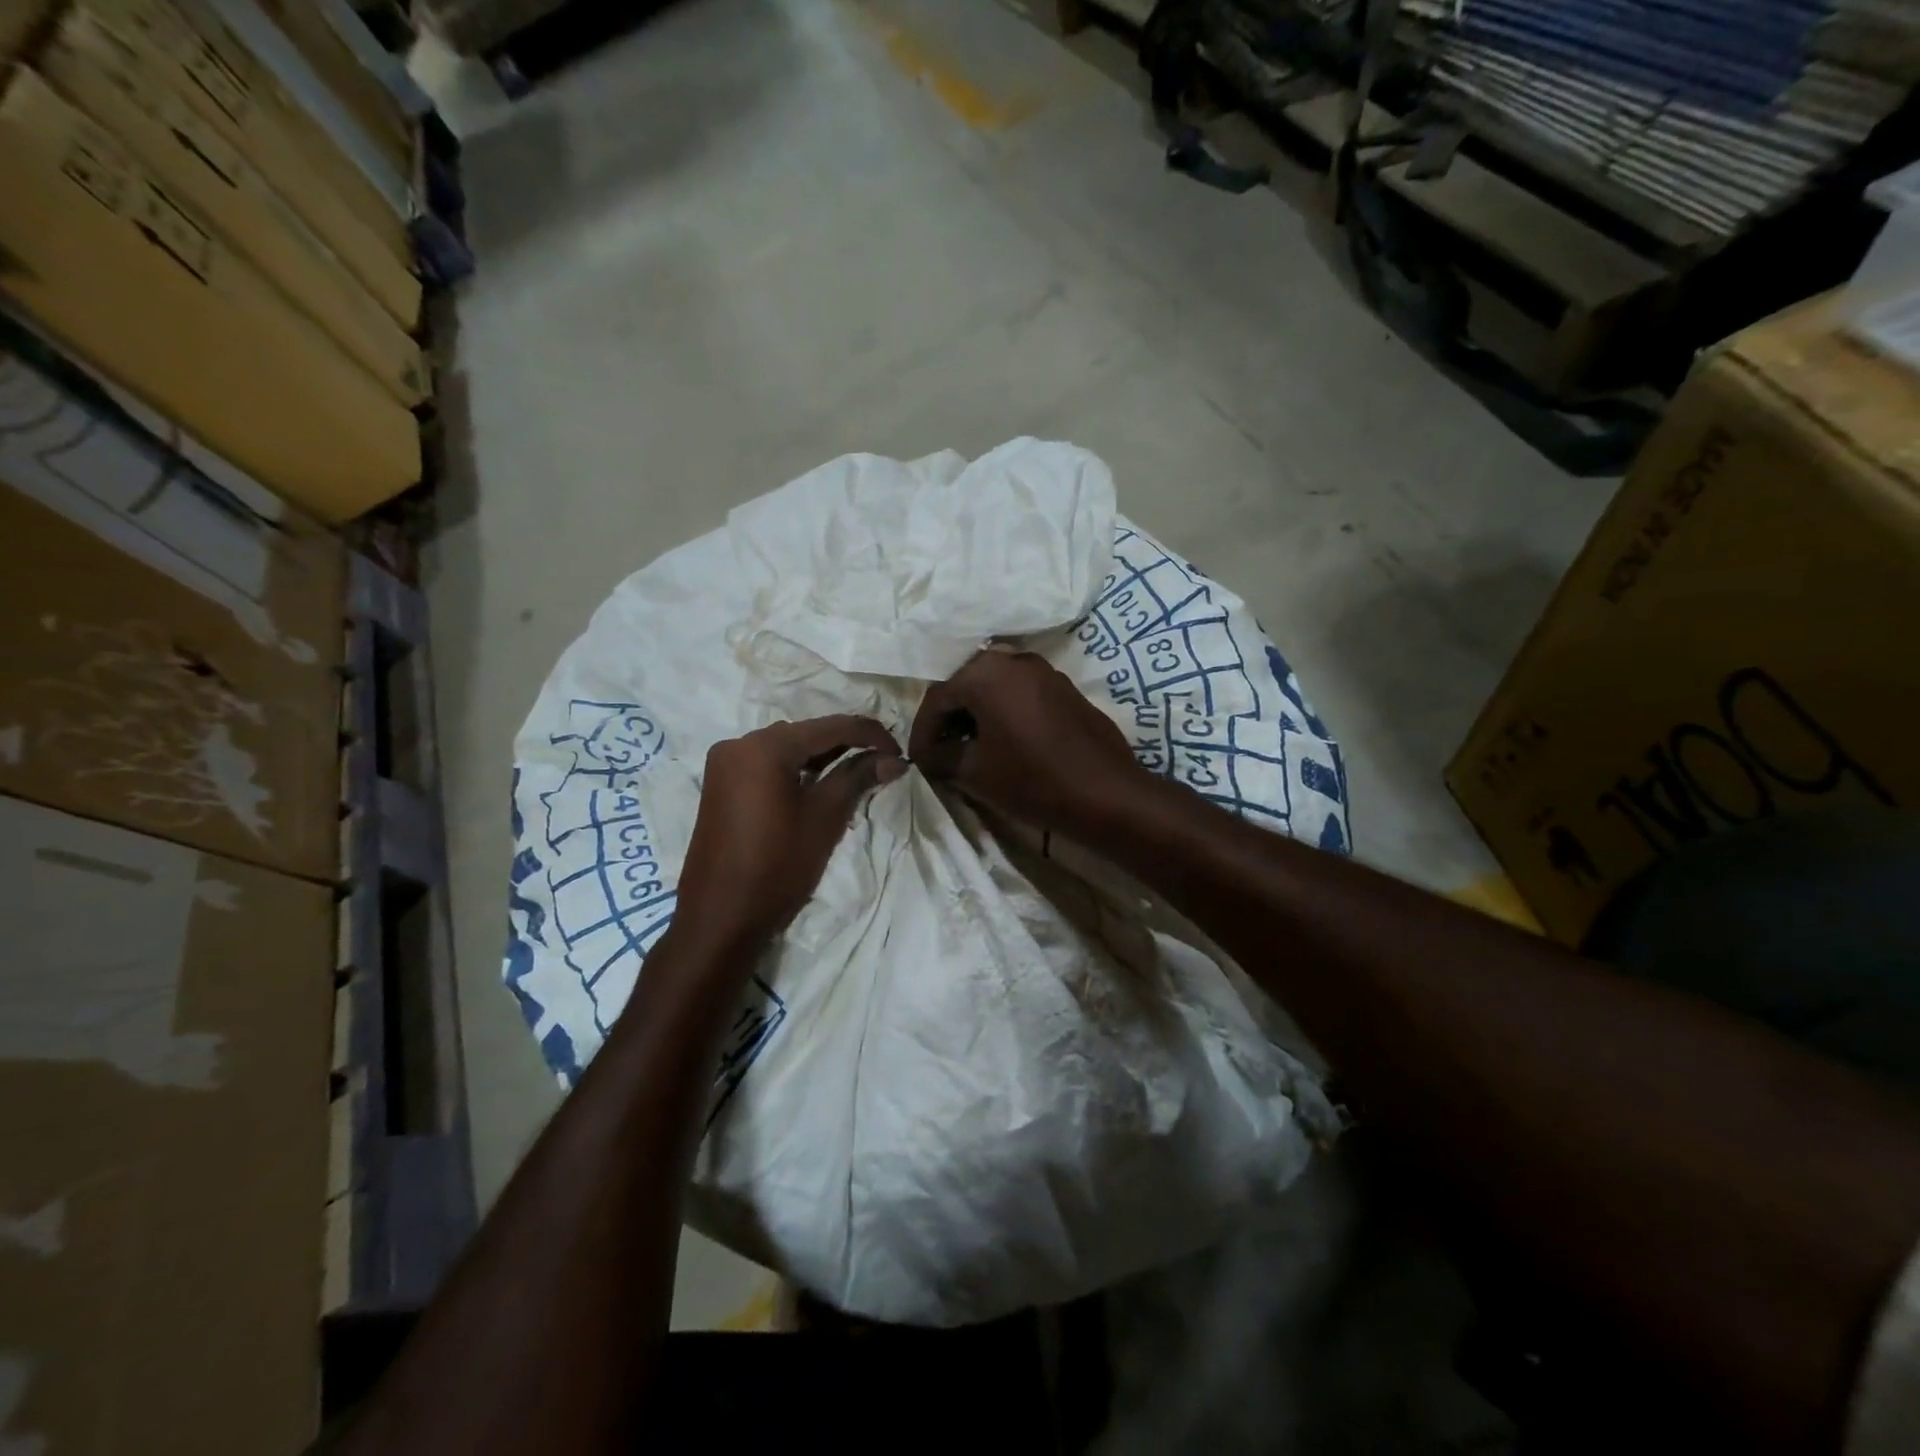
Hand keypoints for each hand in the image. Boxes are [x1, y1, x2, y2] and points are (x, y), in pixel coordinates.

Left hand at [676, 716, 904, 951]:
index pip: (830, 727)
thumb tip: (894, 760)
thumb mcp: (824, 817)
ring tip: (858, 771)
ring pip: (786, 747)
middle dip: (846, 743)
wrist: (720, 917)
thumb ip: (858, 777)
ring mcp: (725, 764)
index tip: (899, 752)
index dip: (870, 734)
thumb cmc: (778, 865)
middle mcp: (739, 744)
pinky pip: (767, 764)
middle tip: (882, 762)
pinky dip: (796, 769)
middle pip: (805, 733)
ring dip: (822, 756)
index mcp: (764, 746)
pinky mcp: (720, 785)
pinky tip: (820, 783)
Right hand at [908, 646, 1148, 834]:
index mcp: (985, 673)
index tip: (916, 760)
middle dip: (949, 718)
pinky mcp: (1065, 688)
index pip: (938, 698)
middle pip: (966, 685)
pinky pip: (1021, 693)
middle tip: (940, 751)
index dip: (922, 731)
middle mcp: (1013, 660)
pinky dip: (1003, 712)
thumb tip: (926, 755)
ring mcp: (1044, 671)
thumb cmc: (1032, 779)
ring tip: (969, 748)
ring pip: (995, 687)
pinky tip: (1003, 741)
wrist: (1105, 792)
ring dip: (977, 714)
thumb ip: (941, 756)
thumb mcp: (974, 772)